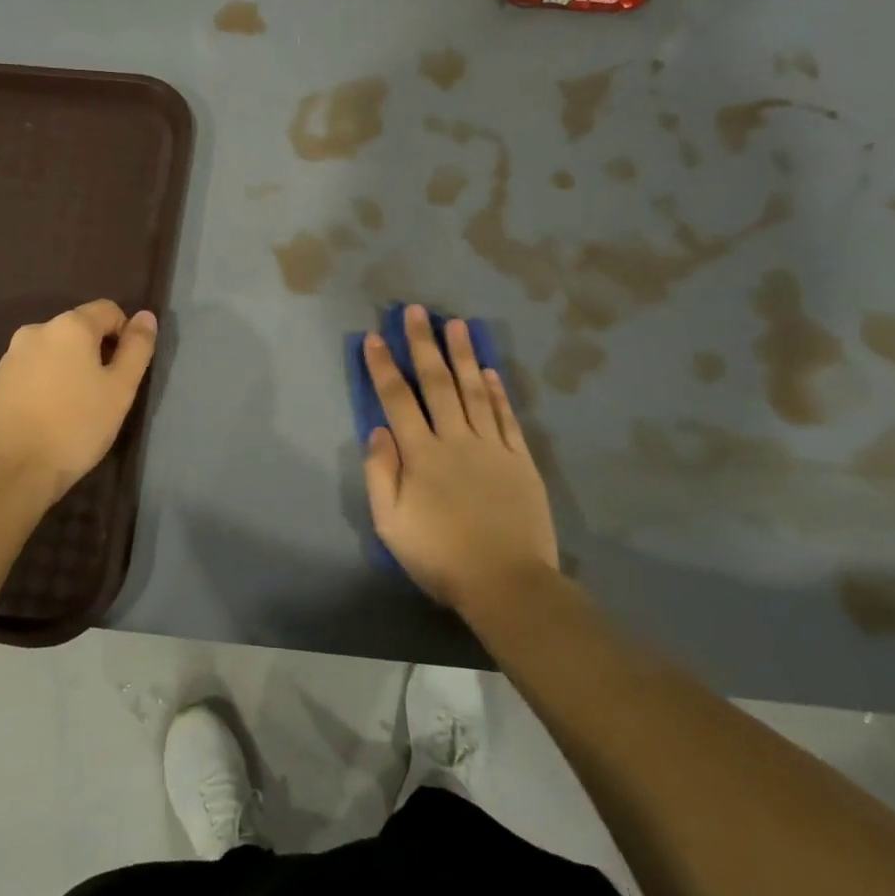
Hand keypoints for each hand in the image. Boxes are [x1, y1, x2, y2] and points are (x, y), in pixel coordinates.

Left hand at [0, 300, 157, 507]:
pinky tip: (50, 414)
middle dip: (96, 353)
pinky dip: (47, 382)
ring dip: (70, 368)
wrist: (12, 468)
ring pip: (55, 350)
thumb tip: (146, 316)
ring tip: (76, 407)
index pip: (108, 310)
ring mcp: (12, 354)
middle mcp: (37, 329)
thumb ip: (137, 348)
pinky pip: (33, 369)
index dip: (124, 335)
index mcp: (70, 325)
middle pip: (79, 329)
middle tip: (103, 394)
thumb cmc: (76, 426)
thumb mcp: (120, 389)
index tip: (125, 372)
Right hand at [362, 305, 557, 614]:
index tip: (374, 337)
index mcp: (421, 454)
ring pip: (475, 391)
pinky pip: (507, 417)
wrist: (507, 583)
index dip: (384, 366)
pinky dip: (498, 392)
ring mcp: (492, 447)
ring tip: (457, 324)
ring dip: (463, 356)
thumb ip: (381, 473)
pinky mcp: (520, 460)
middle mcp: (456, 439)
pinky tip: (491, 371)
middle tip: (417, 312)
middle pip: (437, 383)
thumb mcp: (391, 523)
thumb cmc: (440, 556)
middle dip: (424, 344)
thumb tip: (378, 430)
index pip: (397, 399)